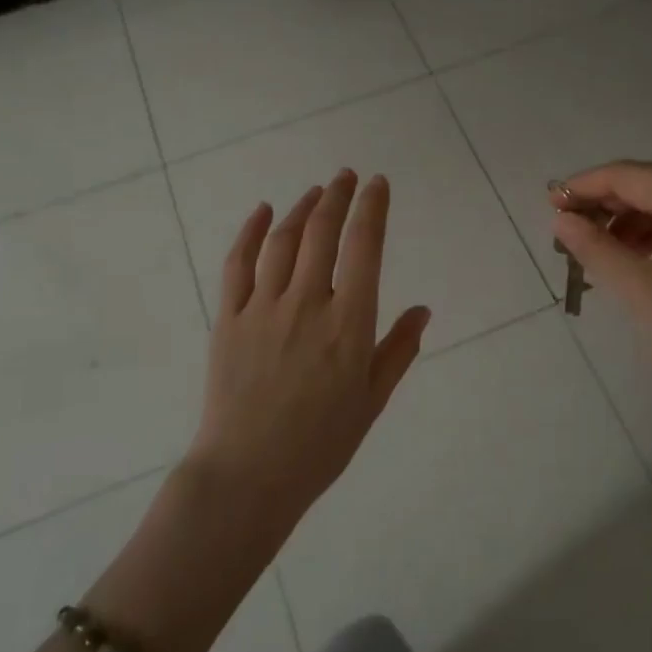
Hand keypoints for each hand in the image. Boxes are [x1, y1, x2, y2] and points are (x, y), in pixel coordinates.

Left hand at [190, 171, 429, 533]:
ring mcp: (263, 308)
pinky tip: (262, 211)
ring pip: (283, 240)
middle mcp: (308, 303)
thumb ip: (399, 350)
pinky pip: (238, 263)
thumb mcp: (373, 400)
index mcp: (349, 323)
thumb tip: (423, 309)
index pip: (365, 247)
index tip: (378, 184)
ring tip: (315, 192)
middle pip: (322, 232)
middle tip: (347, 176)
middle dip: (338, 196)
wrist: (249, 474)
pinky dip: (251, 231)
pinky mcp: (228, 318)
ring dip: (301, 208)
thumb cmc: (321, 443)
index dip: (373, 208)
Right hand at [550, 161, 651, 422]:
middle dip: (607, 202)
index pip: (631, 175)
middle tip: (568, 228)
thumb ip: (595, 249)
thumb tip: (561, 219)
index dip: (586, 185)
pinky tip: (633, 260)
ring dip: (630, 220)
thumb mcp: (640, 291)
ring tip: (596, 250)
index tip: (552, 203)